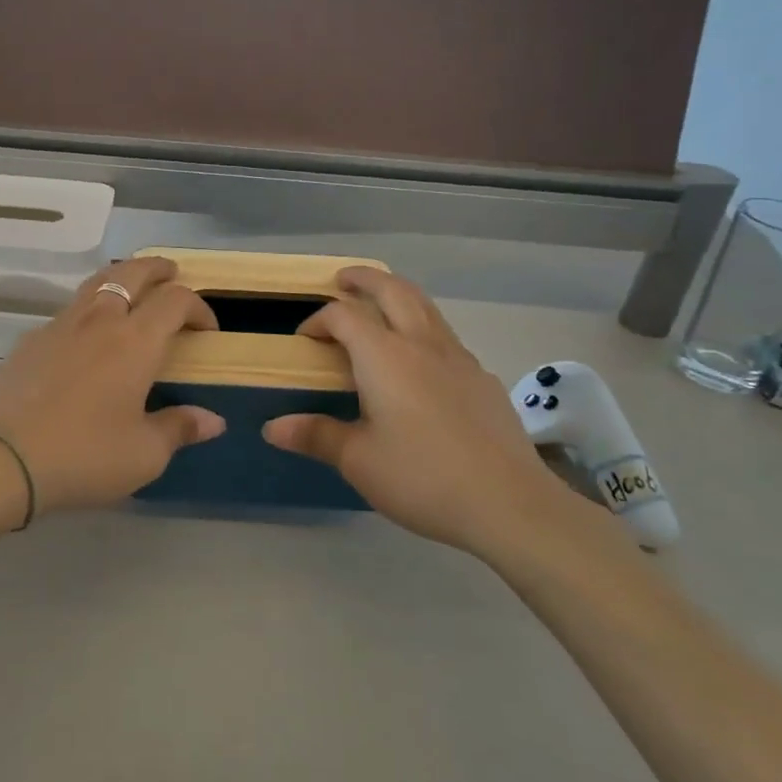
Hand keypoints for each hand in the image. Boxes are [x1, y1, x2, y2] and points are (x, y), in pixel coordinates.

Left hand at [0, 256, 224, 513]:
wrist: (5, 458)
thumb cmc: (86, 455)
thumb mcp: (144, 453)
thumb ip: (180, 428)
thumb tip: (213, 420)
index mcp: (136, 342)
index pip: (175, 301)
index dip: (197, 307)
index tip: (207, 328)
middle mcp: (100, 321)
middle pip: (131, 273)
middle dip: (156, 268)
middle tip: (171, 272)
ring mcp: (61, 325)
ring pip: (96, 283)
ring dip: (120, 277)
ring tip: (130, 288)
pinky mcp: (31, 340)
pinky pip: (68, 310)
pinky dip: (88, 308)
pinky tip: (86, 334)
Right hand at [262, 269, 594, 563]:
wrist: (508, 503)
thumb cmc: (422, 477)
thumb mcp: (358, 460)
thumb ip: (315, 435)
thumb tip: (272, 427)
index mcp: (384, 357)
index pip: (343, 316)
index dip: (318, 320)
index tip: (304, 340)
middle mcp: (421, 344)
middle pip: (392, 289)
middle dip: (364, 278)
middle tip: (343, 280)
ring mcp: (458, 357)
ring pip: (425, 306)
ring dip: (397, 295)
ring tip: (380, 306)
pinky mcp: (482, 378)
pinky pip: (445, 336)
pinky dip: (422, 328)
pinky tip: (419, 362)